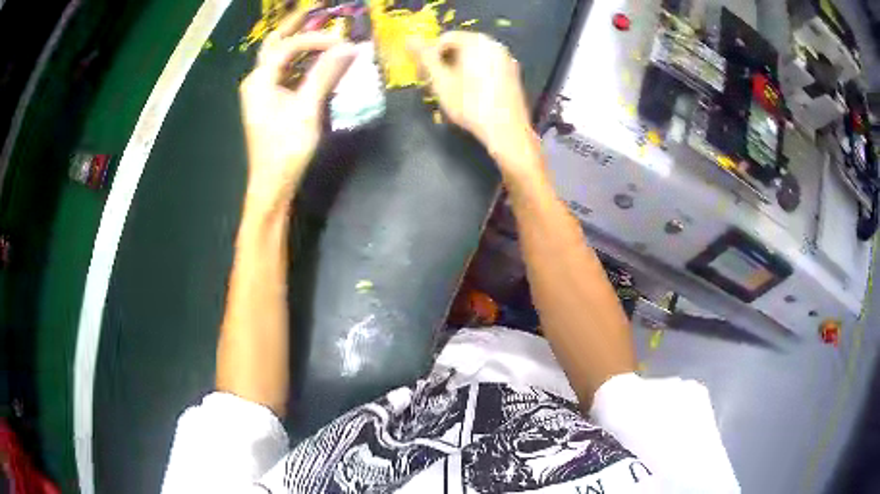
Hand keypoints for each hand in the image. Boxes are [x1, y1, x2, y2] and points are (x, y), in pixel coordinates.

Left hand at [240, 11, 356, 205]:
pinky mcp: (270, 101)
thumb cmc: (285, 150)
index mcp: (259, 80)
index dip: (316, 39)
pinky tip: (316, 57)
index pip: (289, 46)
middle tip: (316, 8)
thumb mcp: (306, 110)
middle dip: (295, 24)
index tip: (343, 43)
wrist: (272, 184)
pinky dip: (300, 60)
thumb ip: (325, 75)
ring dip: (298, 40)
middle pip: (276, 43)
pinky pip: (285, 71)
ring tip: (318, 25)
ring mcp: (262, 91)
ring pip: (280, 56)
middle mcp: (257, 80)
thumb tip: (348, 47)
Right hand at [410, 32, 539, 174]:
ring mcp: (506, 59)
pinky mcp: (512, 75)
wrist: (506, 131)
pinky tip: (468, 93)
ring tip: (448, 89)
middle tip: (432, 82)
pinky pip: (486, 67)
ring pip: (474, 57)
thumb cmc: (470, 105)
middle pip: (460, 46)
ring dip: (457, 69)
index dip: (429, 55)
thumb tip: (409, 40)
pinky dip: (473, 74)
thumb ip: (425, 58)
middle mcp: (494, 45)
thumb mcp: (441, 81)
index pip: (445, 39)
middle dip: (443, 61)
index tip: (422, 74)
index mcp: (477, 42)